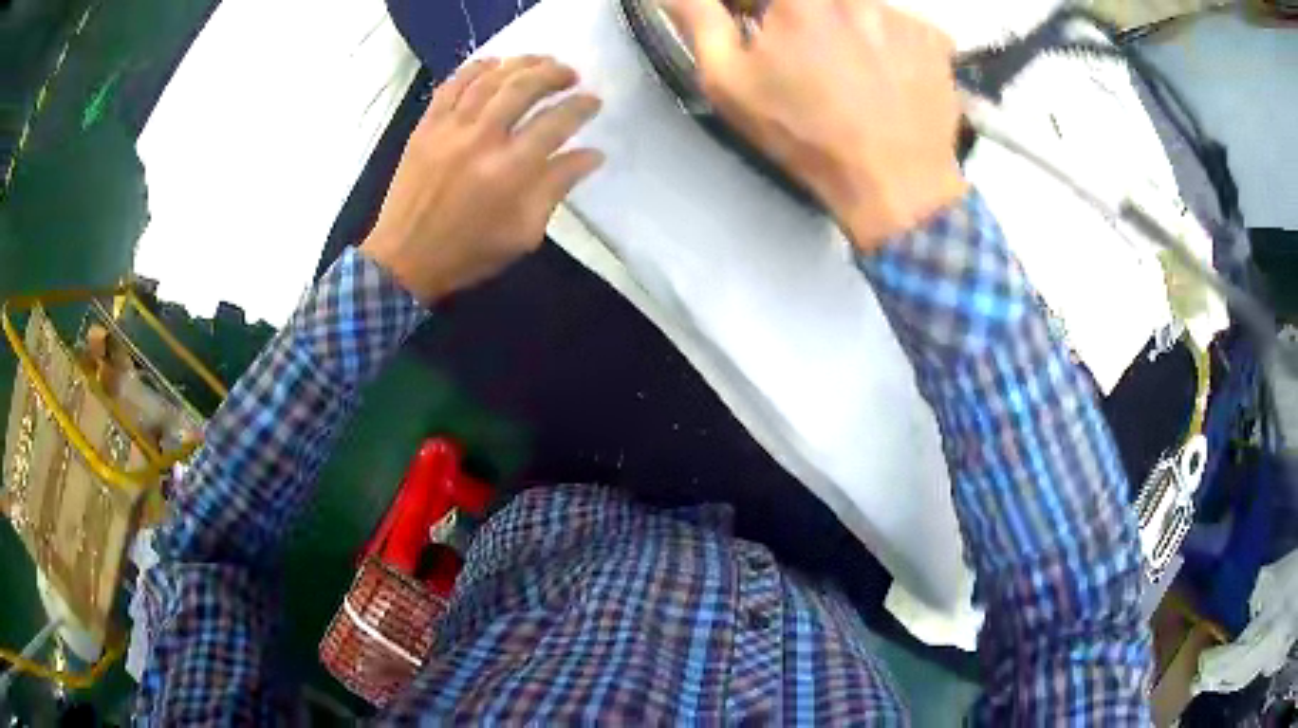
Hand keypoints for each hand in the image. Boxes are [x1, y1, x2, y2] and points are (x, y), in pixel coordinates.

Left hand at [360, 57, 603, 301]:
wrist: (404, 259)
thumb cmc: (469, 252)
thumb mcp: (524, 233)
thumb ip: (557, 188)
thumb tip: (591, 155)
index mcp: (510, 172)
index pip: (556, 123)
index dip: (581, 107)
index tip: (593, 101)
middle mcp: (481, 140)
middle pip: (524, 88)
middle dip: (554, 74)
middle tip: (570, 74)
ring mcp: (449, 129)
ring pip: (489, 79)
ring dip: (520, 64)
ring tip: (539, 61)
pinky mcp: (425, 127)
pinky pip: (451, 85)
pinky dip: (474, 69)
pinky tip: (493, 63)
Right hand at [663, 0, 966, 249]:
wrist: (896, 185)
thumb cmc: (804, 133)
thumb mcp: (729, 80)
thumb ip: (697, 18)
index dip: (751, 12)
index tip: (752, 29)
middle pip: (814, 2)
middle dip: (797, 19)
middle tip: (805, 56)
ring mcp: (900, 12)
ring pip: (857, 8)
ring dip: (844, 27)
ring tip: (849, 72)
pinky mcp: (934, 38)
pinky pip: (900, 25)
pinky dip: (887, 43)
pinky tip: (884, 78)